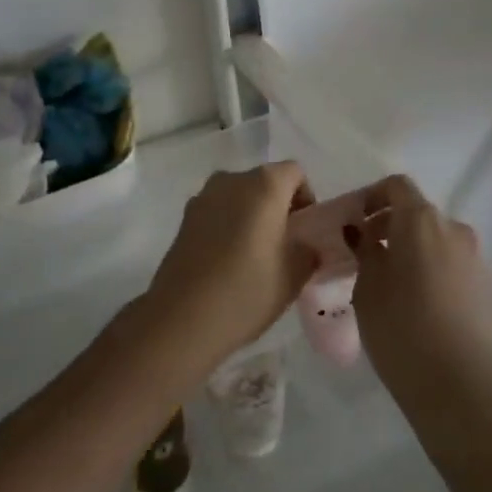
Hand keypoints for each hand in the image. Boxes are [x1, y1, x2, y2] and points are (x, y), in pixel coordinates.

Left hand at [135, 162, 315, 373]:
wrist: (182, 317)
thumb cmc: (247, 291)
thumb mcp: (294, 276)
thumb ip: (308, 252)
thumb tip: (306, 246)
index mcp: (264, 185)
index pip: (295, 174)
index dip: (305, 198)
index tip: (305, 231)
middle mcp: (232, 180)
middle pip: (264, 182)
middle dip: (277, 207)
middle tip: (284, 245)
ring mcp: (203, 197)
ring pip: (238, 197)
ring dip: (251, 216)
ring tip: (255, 255)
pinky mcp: (184, 218)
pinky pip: (217, 212)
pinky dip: (228, 226)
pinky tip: (228, 262)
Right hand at [346, 174, 487, 390]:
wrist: (461, 383)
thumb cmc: (401, 324)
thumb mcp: (367, 285)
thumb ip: (364, 250)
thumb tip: (363, 233)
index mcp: (421, 218)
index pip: (396, 186)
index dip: (371, 197)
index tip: (352, 222)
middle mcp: (452, 228)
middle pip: (416, 213)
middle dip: (388, 227)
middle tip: (362, 255)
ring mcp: (472, 258)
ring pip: (432, 241)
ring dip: (408, 250)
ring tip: (384, 283)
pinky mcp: (482, 288)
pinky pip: (446, 265)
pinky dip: (425, 270)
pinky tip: (409, 303)